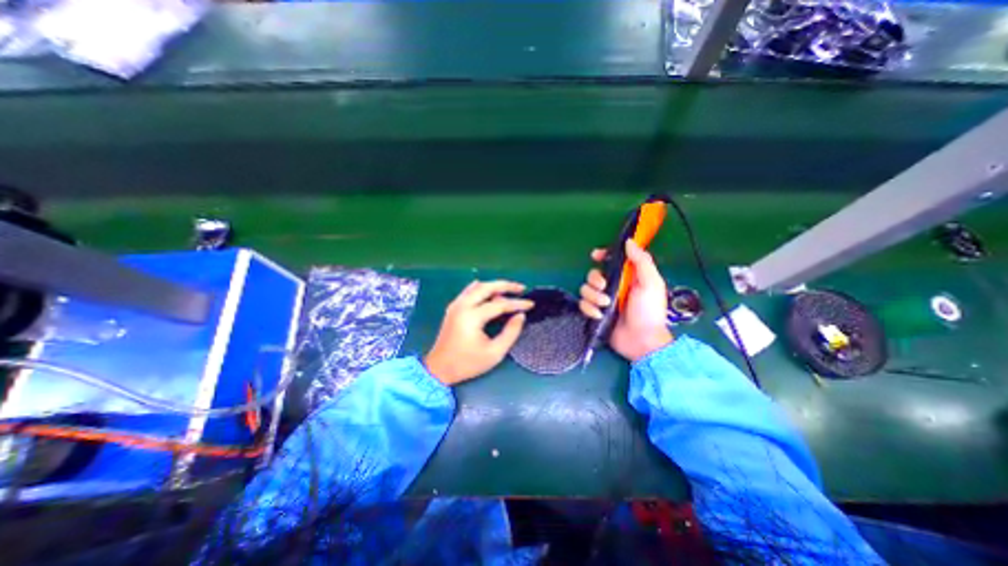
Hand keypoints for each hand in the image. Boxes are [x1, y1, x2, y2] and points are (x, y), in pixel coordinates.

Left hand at [425, 280, 533, 385]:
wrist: (439, 369)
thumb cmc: (468, 363)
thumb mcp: (494, 353)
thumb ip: (510, 333)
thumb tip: (520, 316)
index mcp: (472, 317)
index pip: (499, 304)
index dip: (517, 303)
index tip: (531, 304)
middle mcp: (462, 306)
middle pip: (487, 287)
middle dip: (506, 285)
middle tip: (521, 288)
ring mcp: (456, 305)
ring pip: (477, 287)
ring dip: (494, 286)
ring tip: (509, 290)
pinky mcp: (453, 308)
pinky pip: (469, 291)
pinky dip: (482, 289)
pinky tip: (490, 290)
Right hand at [579, 238, 671, 363]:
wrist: (642, 341)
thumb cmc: (649, 311)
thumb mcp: (651, 283)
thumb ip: (641, 261)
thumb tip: (629, 242)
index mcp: (627, 277)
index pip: (611, 260)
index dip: (602, 255)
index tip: (596, 256)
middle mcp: (613, 286)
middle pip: (593, 274)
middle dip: (595, 279)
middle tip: (604, 287)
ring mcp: (602, 300)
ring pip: (585, 289)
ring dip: (593, 296)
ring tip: (605, 306)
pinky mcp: (595, 313)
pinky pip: (583, 305)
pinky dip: (589, 309)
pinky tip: (599, 315)